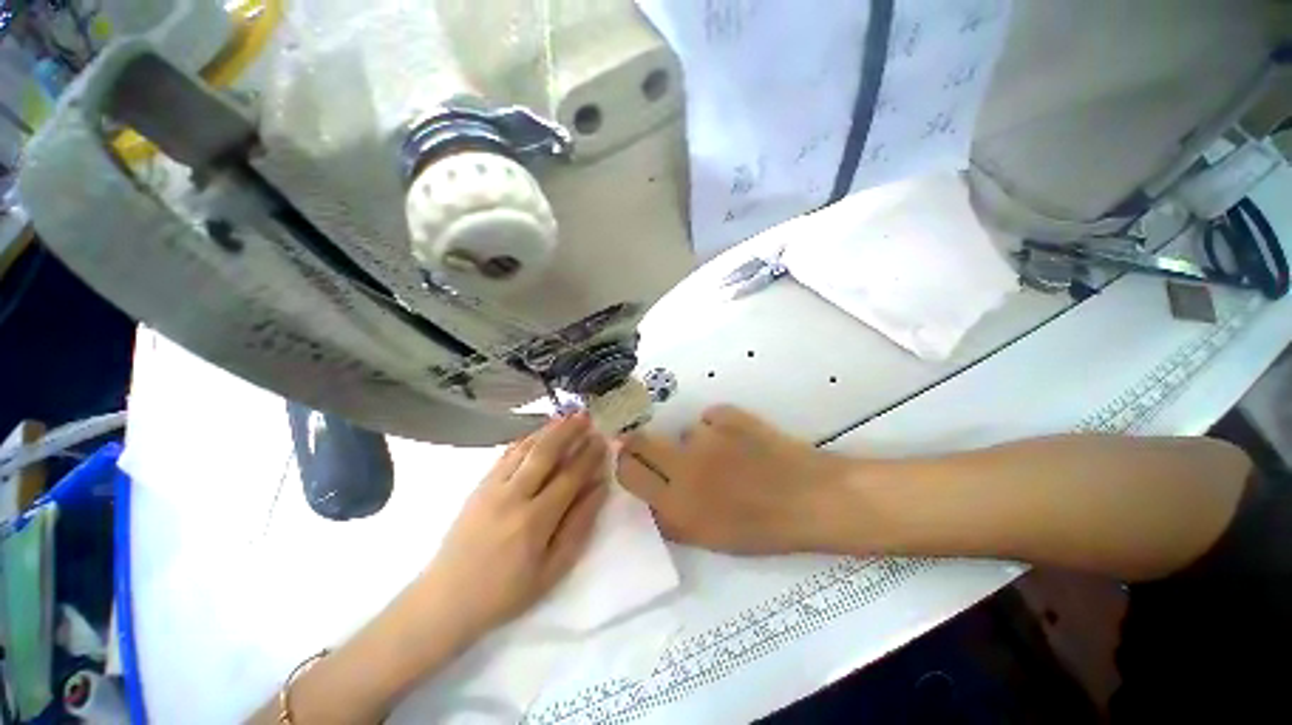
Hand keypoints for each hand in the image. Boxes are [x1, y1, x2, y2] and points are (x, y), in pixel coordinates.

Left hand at [417, 413, 609, 639]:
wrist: (446, 599)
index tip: (603, 439)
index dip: (589, 455)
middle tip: (587, 416)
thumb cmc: (506, 591)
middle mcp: (513, 496)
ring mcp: (492, 487)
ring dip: (548, 429)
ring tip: (567, 416)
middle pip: (546, 452)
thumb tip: (600, 487)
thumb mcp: (552, 569)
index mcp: (535, 520)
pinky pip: (506, 454)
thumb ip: (579, 525)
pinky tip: (537, 433)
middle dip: (569, 431)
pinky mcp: (479, 486)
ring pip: (525, 448)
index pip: (570, 476)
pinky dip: (525, 439)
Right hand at [615, 405, 852, 554]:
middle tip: (659, 451)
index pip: (627, 471)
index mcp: (677, 504)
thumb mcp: (708, 539)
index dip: (625, 463)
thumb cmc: (762, 529)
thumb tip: (649, 496)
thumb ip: (670, 519)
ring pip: (683, 431)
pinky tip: (742, 442)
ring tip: (726, 456)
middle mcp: (684, 466)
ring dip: (696, 442)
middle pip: (640, 441)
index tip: (631, 462)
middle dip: (641, 443)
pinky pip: (710, 418)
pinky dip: (720, 428)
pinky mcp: (728, 416)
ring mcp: (707, 437)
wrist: (813, 499)